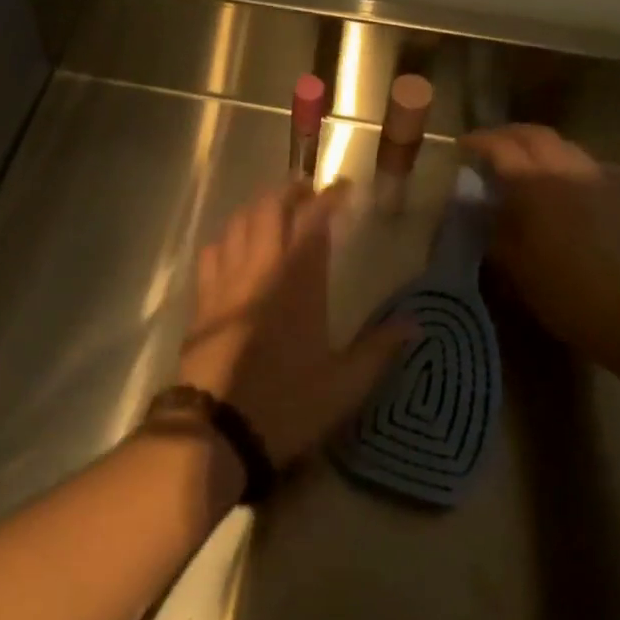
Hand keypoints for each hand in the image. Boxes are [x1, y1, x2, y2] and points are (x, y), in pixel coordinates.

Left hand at [177, 183, 414, 468]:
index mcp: (298, 282)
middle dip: (289, 192)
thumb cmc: (286, 404)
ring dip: (257, 209)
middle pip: (268, 209)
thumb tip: (416, 323)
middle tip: (307, 193)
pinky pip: (212, 252)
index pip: (313, 221)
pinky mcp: (203, 300)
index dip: (329, 198)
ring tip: (274, 214)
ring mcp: (226, 282)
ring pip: (237, 223)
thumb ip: (380, 348)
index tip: (344, 189)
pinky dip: (228, 237)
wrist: (216, 430)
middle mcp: (260, 269)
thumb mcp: (344, 384)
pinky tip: (235, 248)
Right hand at [459, 125, 619, 357]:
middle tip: (487, 145)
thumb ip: (493, 223)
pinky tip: (550, 180)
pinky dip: (557, 159)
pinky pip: (580, 162)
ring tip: (518, 159)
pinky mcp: (614, 195)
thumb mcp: (510, 259)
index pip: (501, 147)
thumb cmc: (558, 288)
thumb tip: (481, 203)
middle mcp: (565, 170)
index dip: (478, 142)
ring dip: (535, 144)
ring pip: (562, 144)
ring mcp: (594, 179)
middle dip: (507, 134)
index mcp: (534, 183)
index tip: (461, 146)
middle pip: (535, 135)